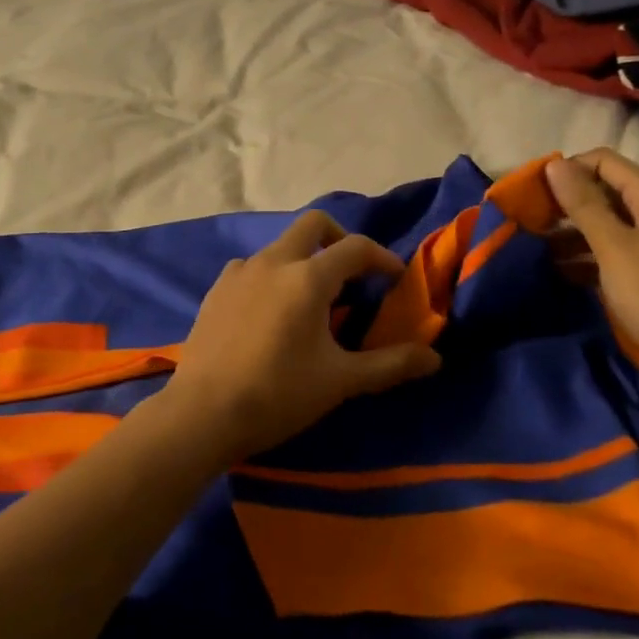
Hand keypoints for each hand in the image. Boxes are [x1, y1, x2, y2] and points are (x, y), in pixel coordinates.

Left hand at [160, 212, 442, 462]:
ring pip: (279, 247)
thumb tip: (435, 358)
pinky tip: (270, 313)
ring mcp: (239, 273)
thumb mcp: (340, 381)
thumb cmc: (278, 394)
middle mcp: (272, 262)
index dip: (382, 258)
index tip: (395, 278)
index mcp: (307, 277)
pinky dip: (271, 277)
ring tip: (311, 300)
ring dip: (302, 260)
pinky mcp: (216, 290)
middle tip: (352, 274)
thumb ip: (390, 365)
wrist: (203, 412)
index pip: (355, 247)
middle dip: (339, 239)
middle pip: (312, 225)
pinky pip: (251, 268)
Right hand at [544, 150, 638, 397]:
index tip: (533, 195)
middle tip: (529, 223)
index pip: (603, 161)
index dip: (567, 171)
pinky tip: (562, 272)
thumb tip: (555, 164)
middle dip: (566, 203)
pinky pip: (618, 251)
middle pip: (606, 191)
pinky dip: (590, 257)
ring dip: (573, 233)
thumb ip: (583, 204)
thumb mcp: (614, 247)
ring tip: (537, 251)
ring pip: (609, 223)